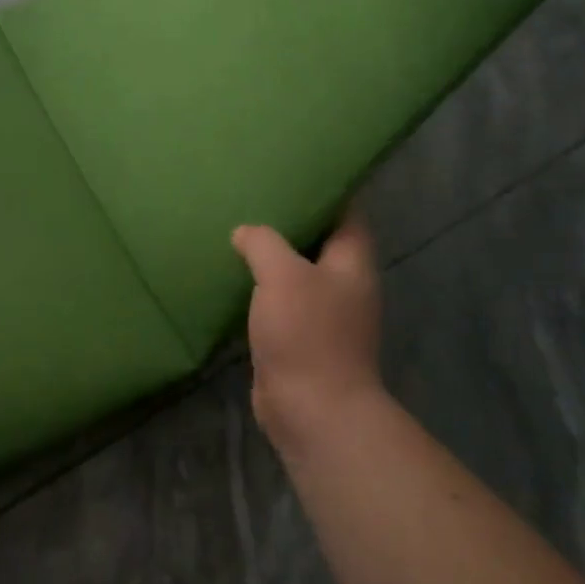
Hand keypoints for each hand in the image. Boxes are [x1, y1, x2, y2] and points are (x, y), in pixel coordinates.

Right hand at [231, 205, 384, 453]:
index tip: (292, 172)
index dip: (325, 190)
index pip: (347, 212)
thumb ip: (264, 244)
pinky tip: (232, 275)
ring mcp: (322, 313)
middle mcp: (343, 284)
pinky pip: (279, 301)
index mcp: (352, 262)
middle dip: (289, 222)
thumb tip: (245, 232)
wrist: (312, 410)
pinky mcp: (298, 338)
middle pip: (318, 241)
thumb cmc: (307, 334)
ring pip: (295, 272)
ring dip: (271, 256)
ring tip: (237, 230)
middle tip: (252, 197)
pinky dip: (260, 288)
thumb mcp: (283, 275)